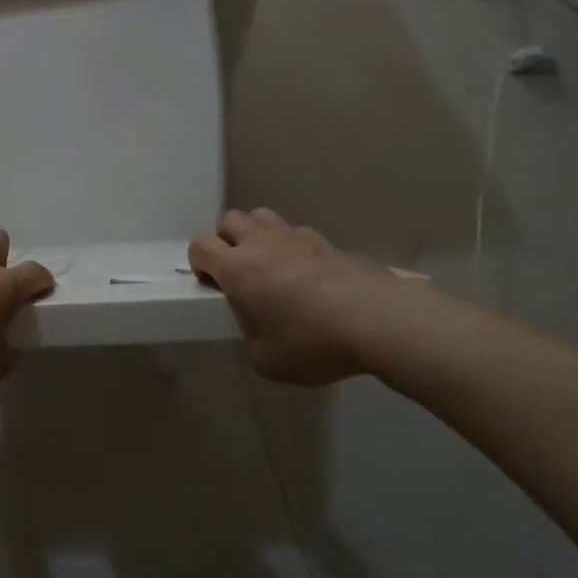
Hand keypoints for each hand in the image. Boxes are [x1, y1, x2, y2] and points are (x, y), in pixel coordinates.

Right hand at [189, 208, 411, 384]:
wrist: (378, 320)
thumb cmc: (312, 341)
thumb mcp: (267, 361)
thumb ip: (251, 340)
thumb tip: (258, 331)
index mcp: (237, 268)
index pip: (200, 246)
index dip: (199, 263)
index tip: (212, 285)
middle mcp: (261, 243)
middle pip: (229, 220)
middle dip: (226, 240)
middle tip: (238, 271)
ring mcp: (297, 238)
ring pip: (263, 216)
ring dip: (257, 234)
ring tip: (270, 264)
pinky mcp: (329, 243)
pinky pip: (298, 234)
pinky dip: (294, 247)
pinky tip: (309, 275)